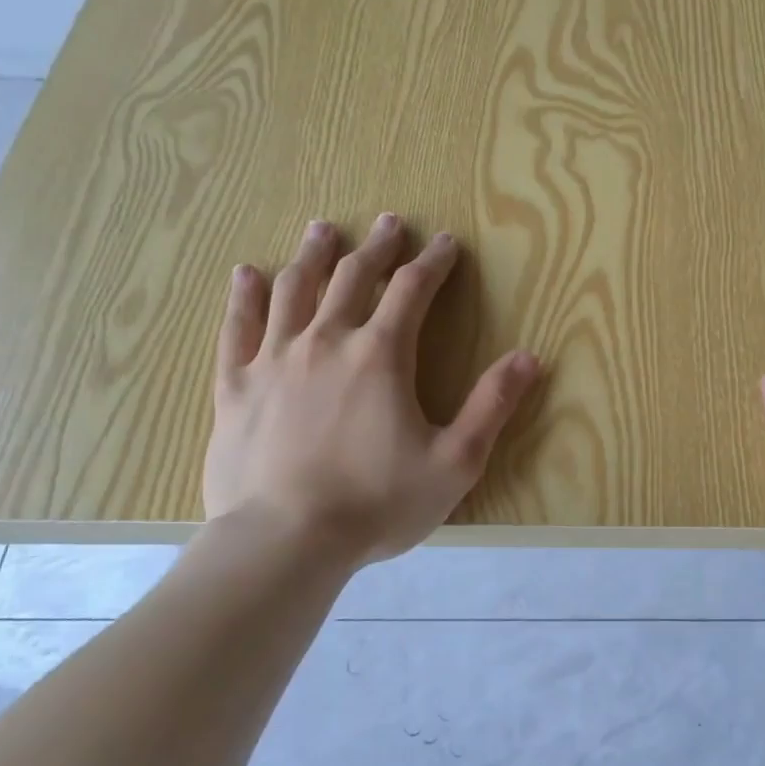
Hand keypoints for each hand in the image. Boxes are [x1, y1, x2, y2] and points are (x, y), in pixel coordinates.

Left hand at [204, 212, 539, 567]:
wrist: (284, 541)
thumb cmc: (377, 503)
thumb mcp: (454, 461)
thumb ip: (492, 405)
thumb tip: (530, 357)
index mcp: (380, 355)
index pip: (413, 291)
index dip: (433, 263)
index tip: (446, 243)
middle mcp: (326, 342)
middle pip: (353, 278)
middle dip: (377, 248)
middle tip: (390, 223)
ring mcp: (274, 360)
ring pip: (294, 290)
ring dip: (314, 256)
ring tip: (323, 229)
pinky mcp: (235, 386)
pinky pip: (237, 327)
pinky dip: (245, 296)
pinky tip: (248, 273)